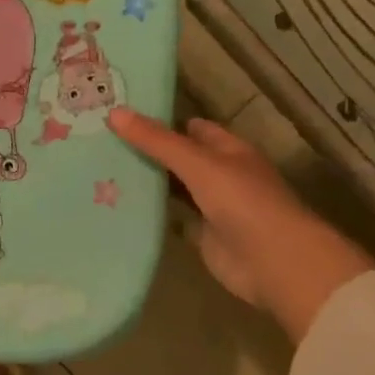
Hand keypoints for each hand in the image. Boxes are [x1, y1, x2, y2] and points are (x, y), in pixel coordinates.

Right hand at [108, 108, 374, 342]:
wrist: (273, 262)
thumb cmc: (243, 202)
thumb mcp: (197, 164)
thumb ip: (157, 141)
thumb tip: (114, 112)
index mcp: (229, 151)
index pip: (193, 129)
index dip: (162, 121)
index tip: (123, 116)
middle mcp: (222, 176)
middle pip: (180, 159)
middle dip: (148, 152)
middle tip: (102, 143)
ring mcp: (213, 207)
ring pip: (174, 189)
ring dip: (147, 183)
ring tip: (101, 170)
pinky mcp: (202, 236)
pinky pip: (172, 219)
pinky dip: (151, 214)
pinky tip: (119, 207)